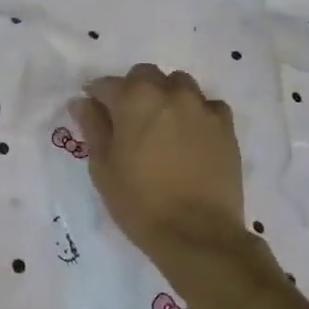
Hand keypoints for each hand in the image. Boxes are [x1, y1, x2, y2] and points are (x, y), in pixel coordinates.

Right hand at [72, 64, 243, 259]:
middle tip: (130, 119)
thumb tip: (82, 102)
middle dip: (134, 89)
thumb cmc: (139, 202)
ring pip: (180, 84)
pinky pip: (209, 106)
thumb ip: (93, 127)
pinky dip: (198, 113)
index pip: (107, 84)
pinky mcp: (226, 127)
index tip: (95, 112)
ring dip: (167, 96)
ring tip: (164, 124)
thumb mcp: (102, 167)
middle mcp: (169, 93)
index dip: (97, 97)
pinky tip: (192, 135)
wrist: (197, 234)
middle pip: (146, 75)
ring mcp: (201, 107)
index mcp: (134, 99)